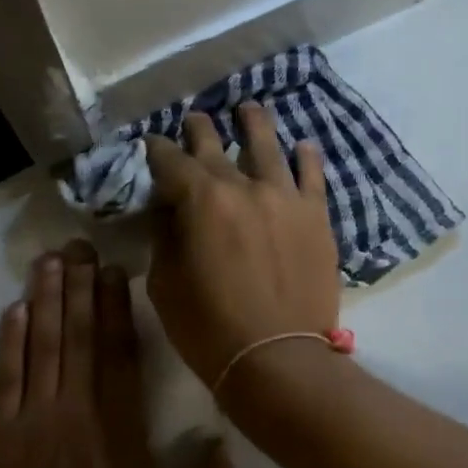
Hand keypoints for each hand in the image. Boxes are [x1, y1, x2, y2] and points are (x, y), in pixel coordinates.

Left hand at [0, 240, 239, 467]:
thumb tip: (229, 444)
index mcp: (120, 426)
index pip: (118, 351)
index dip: (114, 305)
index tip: (111, 269)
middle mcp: (77, 409)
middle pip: (78, 335)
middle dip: (77, 286)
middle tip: (76, 245)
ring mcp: (34, 419)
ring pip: (42, 345)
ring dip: (44, 300)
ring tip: (47, 261)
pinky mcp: (1, 435)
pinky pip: (7, 377)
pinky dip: (10, 342)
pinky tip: (13, 311)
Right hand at [144, 104, 341, 386]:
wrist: (278, 358)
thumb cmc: (208, 327)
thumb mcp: (164, 283)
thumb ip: (164, 237)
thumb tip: (168, 210)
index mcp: (200, 200)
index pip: (170, 161)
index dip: (156, 150)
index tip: (151, 143)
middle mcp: (243, 186)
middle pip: (215, 145)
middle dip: (199, 130)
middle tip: (194, 120)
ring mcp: (285, 197)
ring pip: (268, 146)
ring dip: (253, 124)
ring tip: (248, 109)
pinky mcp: (316, 217)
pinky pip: (312, 176)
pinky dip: (305, 157)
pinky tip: (301, 146)